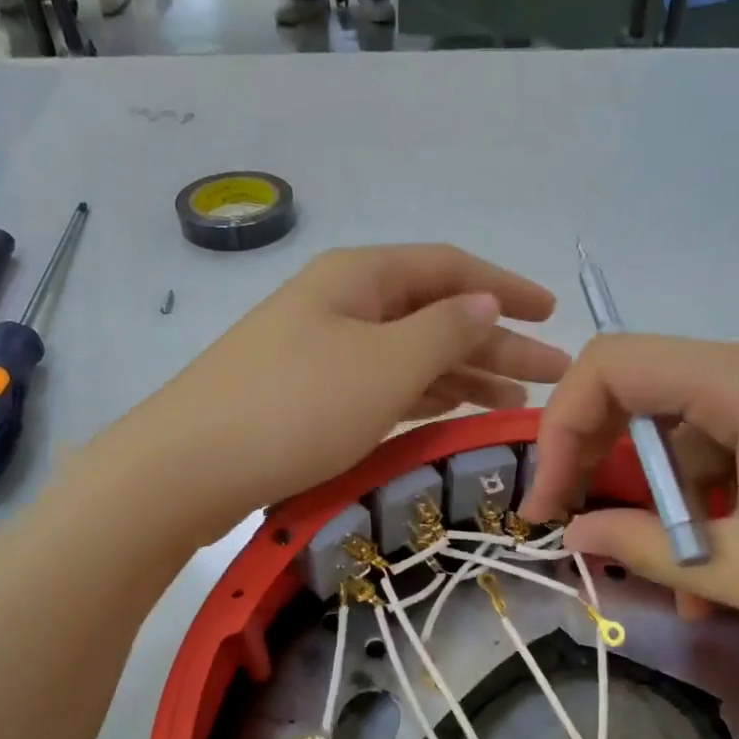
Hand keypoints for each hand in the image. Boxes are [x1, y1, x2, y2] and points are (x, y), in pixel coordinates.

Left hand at [130, 244, 568, 532]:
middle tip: (553, 373)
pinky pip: (385, 386)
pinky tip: (452, 413)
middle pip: (436, 314)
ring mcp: (323, 351)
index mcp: (360, 278)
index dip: (505, 288)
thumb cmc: (294, 408)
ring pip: (412, 354)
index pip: (451, 269)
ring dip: (465, 373)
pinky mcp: (310, 396)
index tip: (553, 312)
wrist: (185, 469)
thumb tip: (484, 303)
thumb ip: (443, 332)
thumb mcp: (383, 366)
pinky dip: (425, 397)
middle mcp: (343, 305)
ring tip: (516, 400)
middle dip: (497, 341)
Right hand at [518, 332, 738, 648]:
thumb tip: (574, 534)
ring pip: (699, 435)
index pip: (610, 366)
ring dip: (675, 505)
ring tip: (684, 588)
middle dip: (611, 473)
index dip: (560, 431)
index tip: (548, 505)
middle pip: (650, 398)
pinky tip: (736, 565)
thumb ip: (645, 546)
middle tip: (593, 540)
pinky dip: (723, 501)